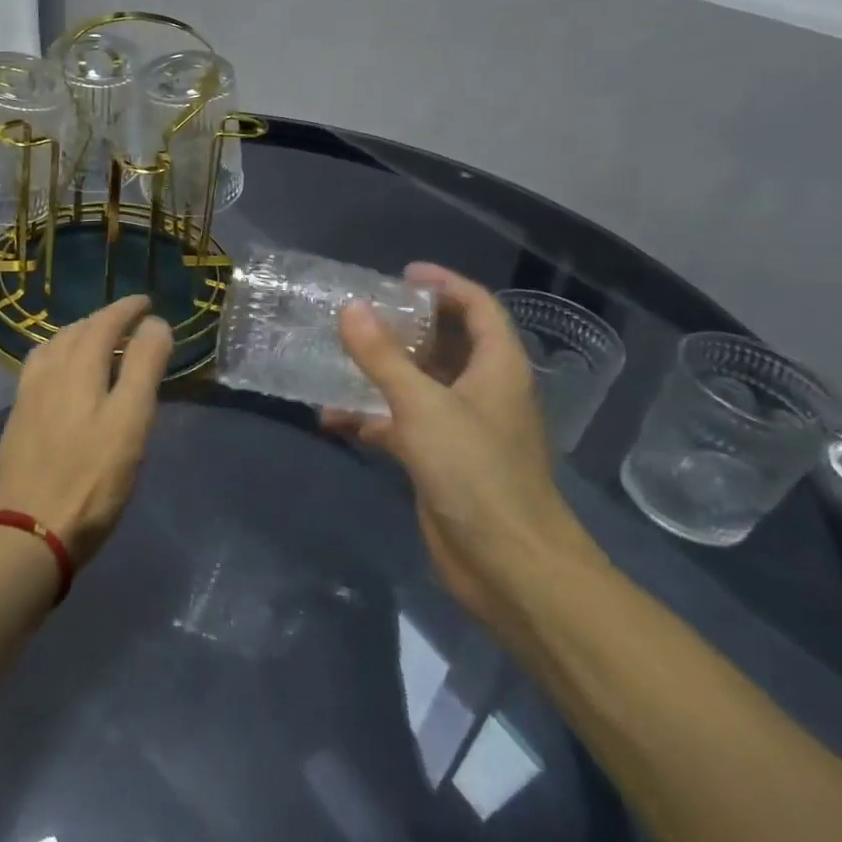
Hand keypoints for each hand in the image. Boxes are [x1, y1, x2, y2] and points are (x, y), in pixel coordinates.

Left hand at [0, 295, 173, 567]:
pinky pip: (39, 368)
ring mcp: (28, 395)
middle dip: (103, 319)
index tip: (146, 303)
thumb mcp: (131, 422)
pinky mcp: (18, 418)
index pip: (104, 322)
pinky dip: (58, 356)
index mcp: (78, 366)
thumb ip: (144, 368)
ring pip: (53, 347)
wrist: (29, 530)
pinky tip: (62, 376)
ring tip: (96, 342)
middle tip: (128, 322)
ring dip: (78, 335)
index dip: (127, 309)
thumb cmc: (92, 478)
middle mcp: (49, 371)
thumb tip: (155, 324)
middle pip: (76, 331)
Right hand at [324, 264, 590, 627]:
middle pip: (445, 343)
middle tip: (359, 312)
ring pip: (418, 384)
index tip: (401, 274)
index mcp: (497, 367)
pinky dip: (370, 417)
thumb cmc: (476, 473)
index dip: (445, 284)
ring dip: (380, 372)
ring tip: (334, 358)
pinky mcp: (440, 461)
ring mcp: (461, 428)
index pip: (478, 307)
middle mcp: (483, 391)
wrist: (508, 566)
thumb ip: (383, 357)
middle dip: (404, 326)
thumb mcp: (423, 406)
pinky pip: (401, 424)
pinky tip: (332, 418)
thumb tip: (351, 308)